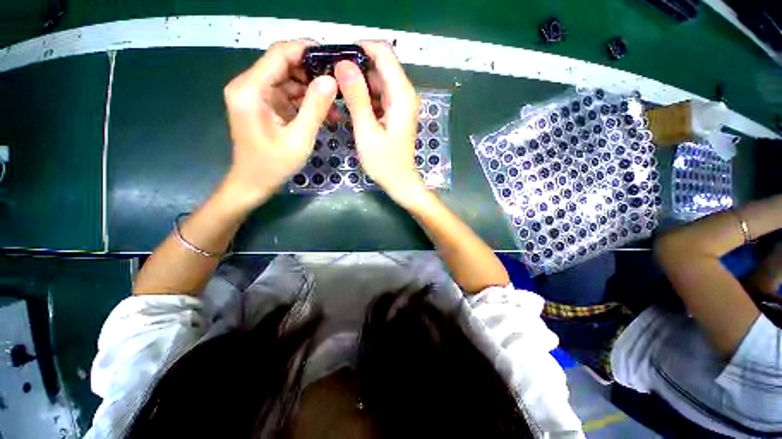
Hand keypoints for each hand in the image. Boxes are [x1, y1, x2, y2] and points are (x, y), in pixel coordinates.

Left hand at [222, 40, 338, 210]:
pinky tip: (323, 112)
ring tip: (335, 104)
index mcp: (251, 89)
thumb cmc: (274, 165)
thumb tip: (331, 80)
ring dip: (312, 90)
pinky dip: (305, 101)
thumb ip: (315, 107)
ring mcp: (255, 95)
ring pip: (288, 80)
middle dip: (313, 73)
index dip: (306, 51)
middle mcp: (249, 85)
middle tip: (339, 84)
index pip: (279, 54)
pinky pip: (287, 95)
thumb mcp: (299, 138)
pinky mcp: (263, 105)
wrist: (253, 183)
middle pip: (284, 65)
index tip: (333, 58)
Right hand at [334, 41, 426, 207]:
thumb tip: (343, 64)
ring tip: (338, 91)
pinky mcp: (397, 112)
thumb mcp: (367, 132)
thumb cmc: (385, 163)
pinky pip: (380, 94)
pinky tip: (352, 105)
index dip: (360, 48)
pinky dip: (366, 96)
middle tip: (332, 77)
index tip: (337, 57)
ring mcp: (402, 103)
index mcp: (401, 95)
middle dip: (356, 66)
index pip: (383, 53)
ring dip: (359, 82)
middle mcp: (405, 94)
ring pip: (379, 80)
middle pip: (380, 65)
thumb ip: (357, 98)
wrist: (400, 181)